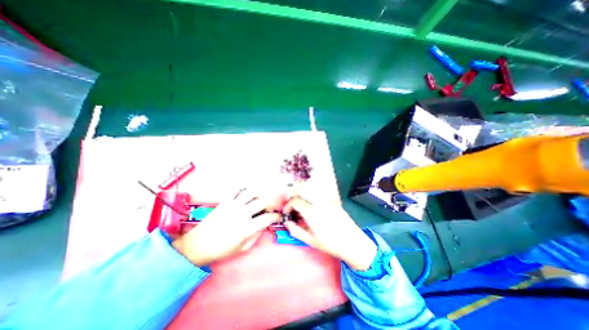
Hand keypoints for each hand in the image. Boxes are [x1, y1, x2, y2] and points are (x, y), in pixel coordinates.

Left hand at [172, 190, 281, 266]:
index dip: (276, 216)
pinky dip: (244, 189)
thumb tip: (265, 224)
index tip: (278, 216)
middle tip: (269, 208)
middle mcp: (241, 214)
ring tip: (259, 198)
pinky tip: (247, 194)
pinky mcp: (225, 202)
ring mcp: (232, 206)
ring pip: (251, 193)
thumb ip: (257, 234)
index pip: (267, 218)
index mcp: (246, 228)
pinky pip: (236, 190)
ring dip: (258, 194)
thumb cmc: (222, 250)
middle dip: (269, 204)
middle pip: (262, 202)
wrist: (198, 246)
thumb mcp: (243, 247)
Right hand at [286, 196, 377, 270]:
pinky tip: (313, 205)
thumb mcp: (310, 240)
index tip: (287, 213)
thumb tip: (286, 223)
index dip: (287, 206)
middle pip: (301, 191)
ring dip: (302, 194)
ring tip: (300, 204)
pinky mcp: (333, 201)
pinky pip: (319, 194)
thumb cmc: (330, 243)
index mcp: (311, 212)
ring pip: (310, 190)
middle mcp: (318, 202)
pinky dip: (312, 196)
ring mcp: (327, 200)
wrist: (352, 242)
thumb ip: (295, 230)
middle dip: (293, 196)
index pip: (295, 201)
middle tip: (291, 205)